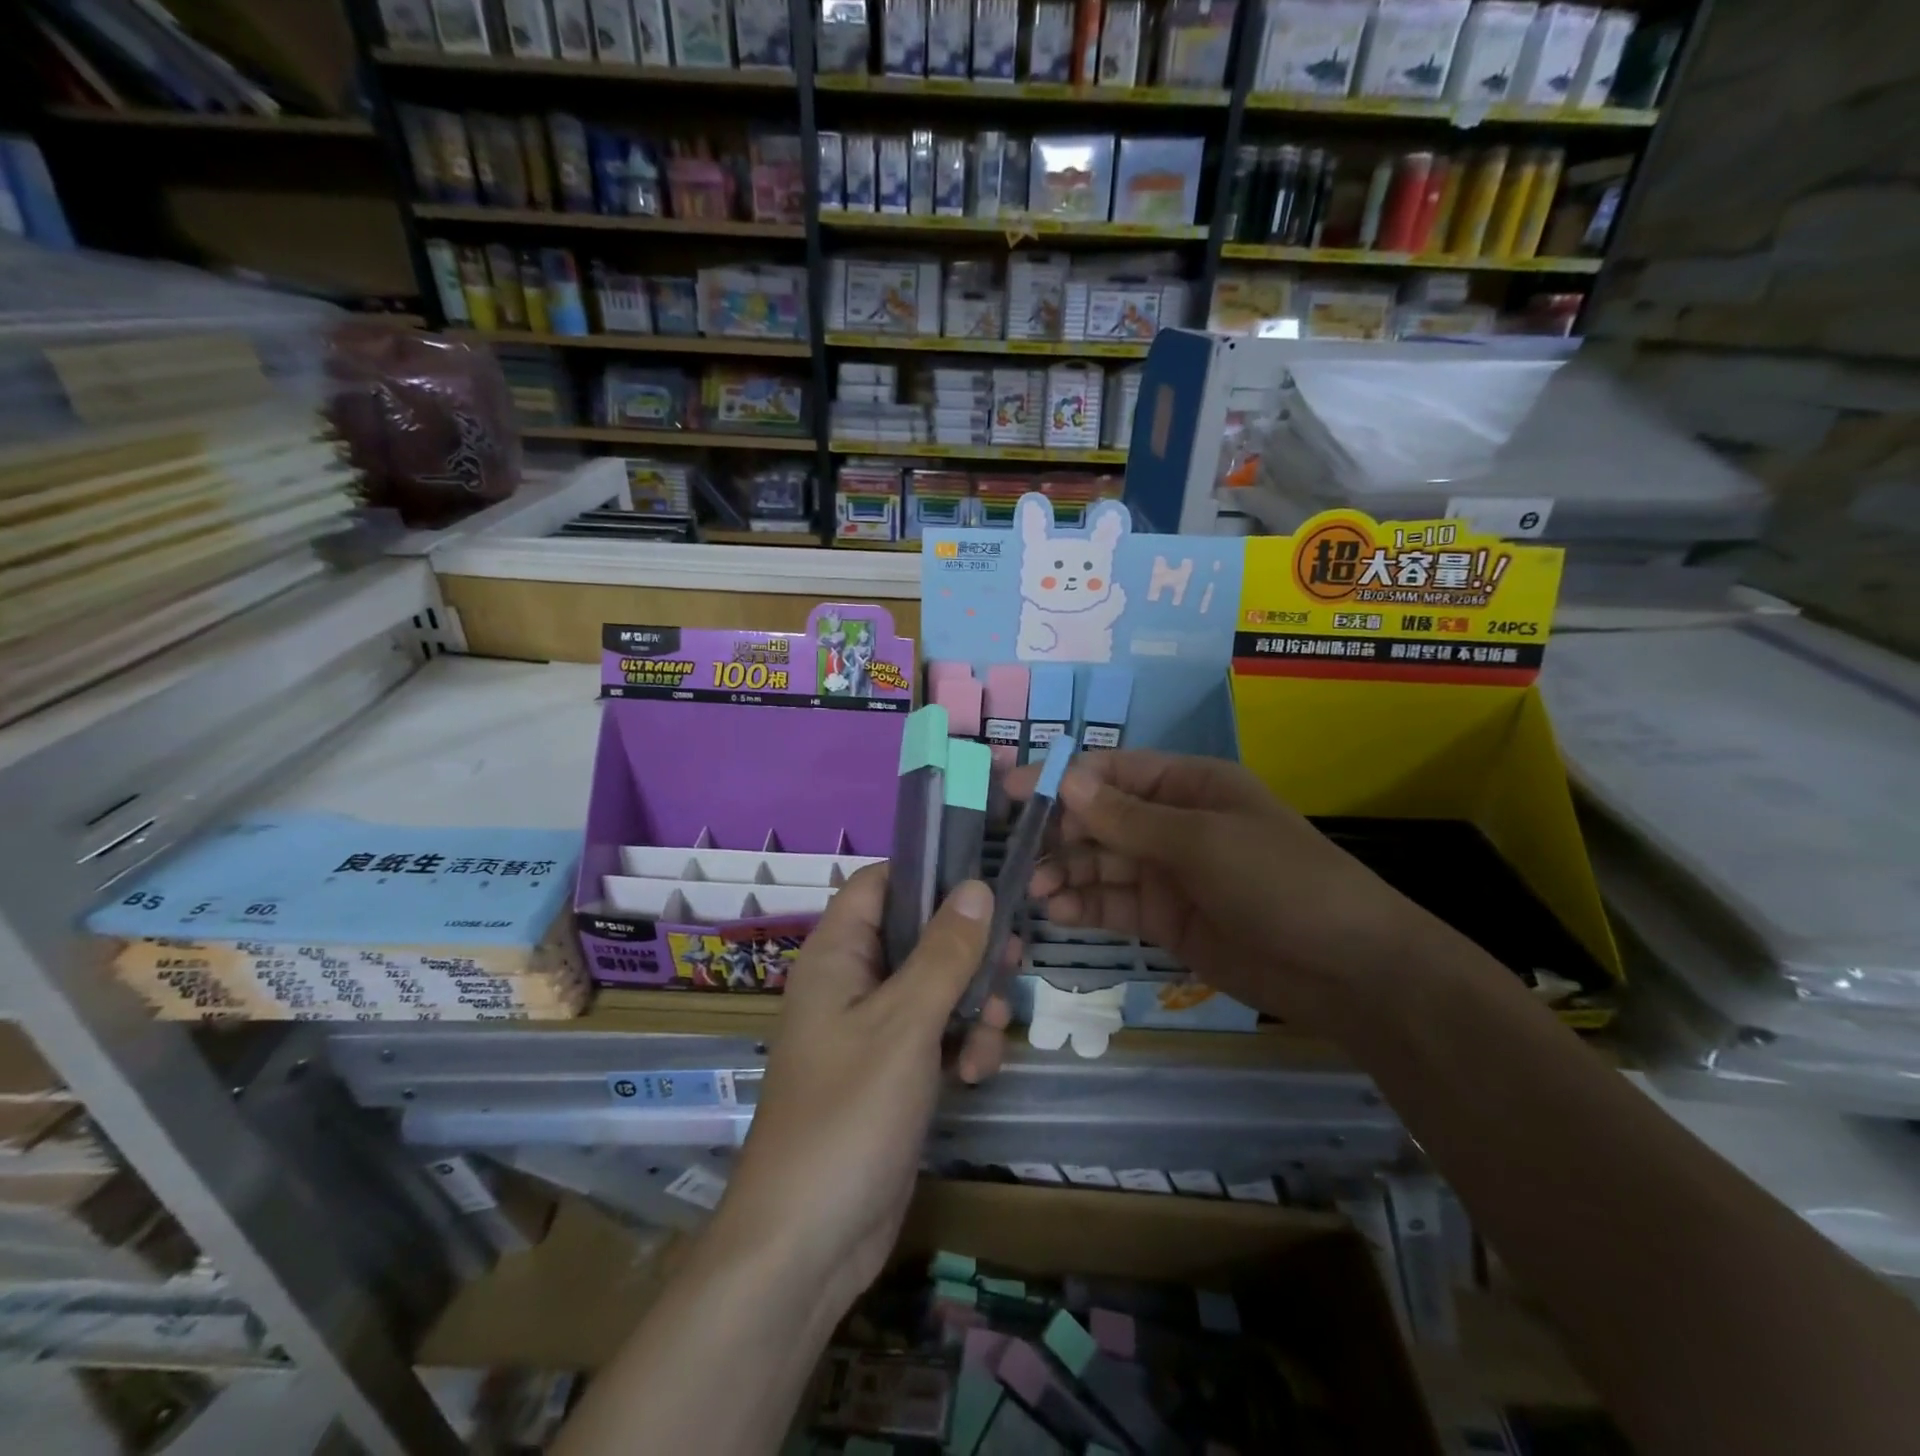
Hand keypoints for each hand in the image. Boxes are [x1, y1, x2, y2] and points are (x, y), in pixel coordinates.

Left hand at [712, 866, 1010, 1317]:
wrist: (808, 1243)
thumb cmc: (849, 1114)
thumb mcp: (905, 1023)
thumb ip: (944, 952)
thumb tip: (975, 885)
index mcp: (836, 955)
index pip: (880, 883)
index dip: (928, 876)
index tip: (983, 884)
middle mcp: (850, 982)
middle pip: (917, 935)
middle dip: (966, 951)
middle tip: (1011, 962)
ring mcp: (869, 1030)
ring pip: (933, 987)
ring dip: (971, 1004)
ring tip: (990, 1035)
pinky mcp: (889, 1072)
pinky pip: (932, 1035)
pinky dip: (958, 1044)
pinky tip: (975, 1074)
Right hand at [1007, 750, 1421, 1027]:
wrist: (1347, 970)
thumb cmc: (1279, 882)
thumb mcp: (1201, 841)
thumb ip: (1127, 818)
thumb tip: (1066, 781)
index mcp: (1188, 785)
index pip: (1112, 772)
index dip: (1063, 779)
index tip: (1013, 791)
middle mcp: (1173, 823)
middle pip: (1100, 818)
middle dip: (1058, 833)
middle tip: (1016, 855)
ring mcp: (1168, 872)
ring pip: (1101, 863)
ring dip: (1065, 873)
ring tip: (1034, 892)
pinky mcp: (1166, 918)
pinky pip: (1114, 903)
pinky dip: (1084, 905)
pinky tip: (1058, 914)